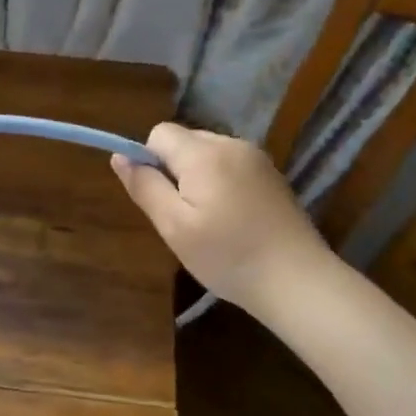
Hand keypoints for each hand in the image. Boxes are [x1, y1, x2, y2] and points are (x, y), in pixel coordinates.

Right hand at [111, 123, 332, 308]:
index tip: (158, 198)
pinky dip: (220, 184)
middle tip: (182, 216)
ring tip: (208, 221)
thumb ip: (145, 186)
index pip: (159, 133)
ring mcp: (256, 159)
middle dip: (174, 170)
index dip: (148, 160)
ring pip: (208, 153)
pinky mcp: (272, 175)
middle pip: (185, 140)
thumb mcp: (173, 226)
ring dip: (197, 177)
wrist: (297, 281)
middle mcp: (231, 144)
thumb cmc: (227, 256)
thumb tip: (118, 157)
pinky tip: (232, 219)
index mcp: (204, 154)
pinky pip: (230, 166)